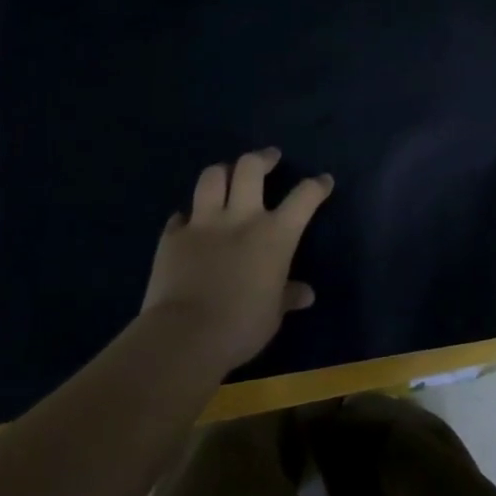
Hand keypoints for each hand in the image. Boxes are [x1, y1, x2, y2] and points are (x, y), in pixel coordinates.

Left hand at [141, 148, 332, 371]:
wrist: (185, 337)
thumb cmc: (242, 326)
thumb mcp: (273, 313)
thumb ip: (288, 296)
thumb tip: (306, 294)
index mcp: (275, 234)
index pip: (304, 197)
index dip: (316, 186)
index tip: (323, 181)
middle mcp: (241, 218)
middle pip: (250, 168)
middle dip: (262, 158)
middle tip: (269, 158)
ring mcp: (203, 224)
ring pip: (212, 177)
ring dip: (222, 173)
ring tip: (226, 176)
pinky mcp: (172, 237)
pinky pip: (180, 216)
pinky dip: (187, 217)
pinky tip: (189, 224)